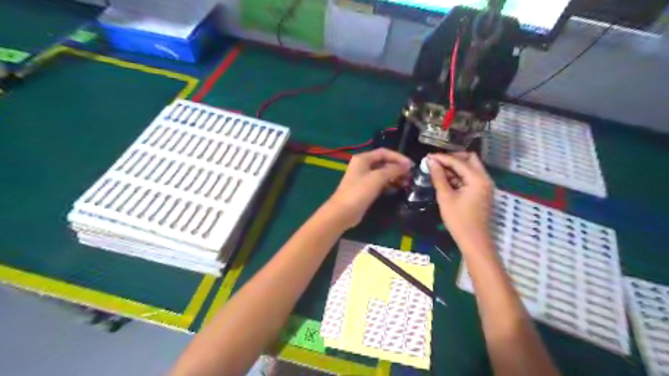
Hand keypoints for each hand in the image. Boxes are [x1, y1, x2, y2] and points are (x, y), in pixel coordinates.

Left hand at [329, 149, 416, 227]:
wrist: (343, 212)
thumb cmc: (359, 192)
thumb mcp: (377, 178)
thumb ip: (393, 170)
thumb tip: (407, 165)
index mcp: (363, 159)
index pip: (384, 152)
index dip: (398, 157)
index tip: (411, 165)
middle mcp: (362, 166)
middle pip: (383, 162)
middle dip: (397, 167)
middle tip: (411, 175)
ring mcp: (363, 178)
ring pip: (382, 173)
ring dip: (395, 176)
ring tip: (407, 183)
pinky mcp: (365, 189)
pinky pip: (380, 183)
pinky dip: (389, 184)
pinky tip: (398, 188)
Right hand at [426, 151, 492, 250]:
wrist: (474, 240)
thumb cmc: (458, 220)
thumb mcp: (445, 197)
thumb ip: (438, 177)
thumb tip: (431, 162)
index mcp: (477, 179)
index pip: (458, 161)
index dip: (442, 158)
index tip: (428, 156)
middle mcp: (484, 178)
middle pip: (469, 159)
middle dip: (452, 159)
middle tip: (436, 163)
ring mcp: (484, 185)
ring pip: (470, 168)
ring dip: (455, 168)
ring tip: (437, 172)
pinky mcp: (481, 192)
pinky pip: (470, 177)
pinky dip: (458, 176)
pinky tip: (445, 181)